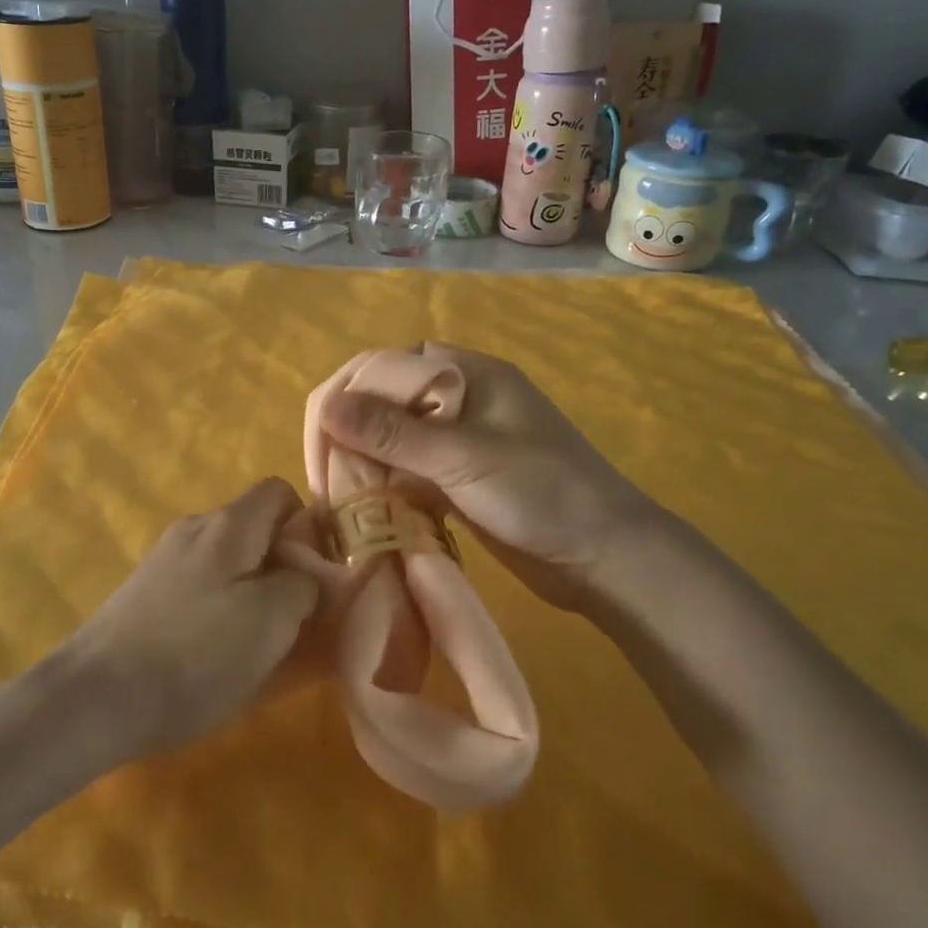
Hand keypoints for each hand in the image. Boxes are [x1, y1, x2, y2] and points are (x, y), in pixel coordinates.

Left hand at [65, 478, 321, 754]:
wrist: (95, 697)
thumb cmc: (194, 655)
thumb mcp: (270, 622)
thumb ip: (303, 585)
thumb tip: (305, 574)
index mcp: (228, 525)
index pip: (279, 491)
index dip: (308, 524)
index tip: (317, 572)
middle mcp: (194, 530)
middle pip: (254, 529)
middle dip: (282, 566)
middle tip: (295, 617)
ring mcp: (164, 560)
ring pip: (228, 562)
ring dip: (251, 592)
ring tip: (257, 643)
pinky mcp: (145, 592)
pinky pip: (200, 587)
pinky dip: (218, 609)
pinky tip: (214, 653)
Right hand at [319, 343, 662, 615]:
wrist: (607, 559)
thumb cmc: (543, 496)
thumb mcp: (464, 459)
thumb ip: (392, 432)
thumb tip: (325, 406)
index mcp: (464, 373)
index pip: (380, 367)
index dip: (342, 400)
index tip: (319, 449)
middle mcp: (457, 397)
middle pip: (381, 399)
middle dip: (346, 433)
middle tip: (324, 480)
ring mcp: (458, 438)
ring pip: (390, 436)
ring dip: (361, 461)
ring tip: (336, 498)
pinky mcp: (458, 476)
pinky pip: (406, 468)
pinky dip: (383, 484)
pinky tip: (366, 508)